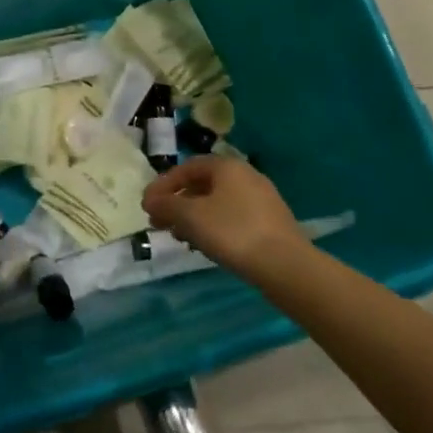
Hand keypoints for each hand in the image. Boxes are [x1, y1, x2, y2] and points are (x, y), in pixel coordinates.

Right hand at [141, 157, 304, 275]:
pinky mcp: (270, 222)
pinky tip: (206, 245)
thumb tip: (150, 200)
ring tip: (179, 237)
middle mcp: (246, 176)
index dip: (163, 185)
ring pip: (217, 203)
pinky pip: (232, 217)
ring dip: (193, 216)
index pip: (186, 168)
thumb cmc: (232, 232)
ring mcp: (261, 199)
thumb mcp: (190, 216)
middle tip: (159, 222)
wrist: (285, 265)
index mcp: (227, 166)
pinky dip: (213, 226)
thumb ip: (166, 204)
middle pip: (202, 185)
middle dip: (177, 203)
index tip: (147, 205)